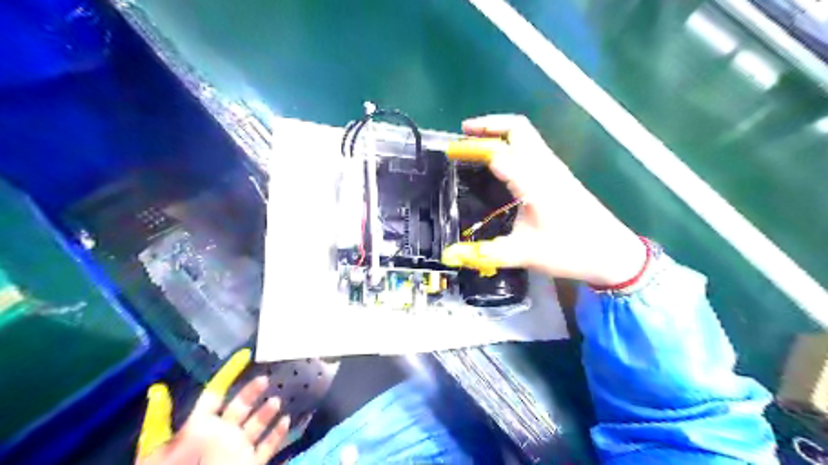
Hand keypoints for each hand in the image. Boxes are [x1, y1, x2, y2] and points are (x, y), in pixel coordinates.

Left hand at [136, 348, 290, 464]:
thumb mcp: (158, 448)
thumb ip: (160, 419)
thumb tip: (156, 389)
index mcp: (199, 428)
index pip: (215, 395)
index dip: (228, 375)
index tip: (245, 357)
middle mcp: (221, 434)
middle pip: (240, 406)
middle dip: (251, 391)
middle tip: (264, 379)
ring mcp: (238, 449)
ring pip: (257, 424)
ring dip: (267, 411)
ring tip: (275, 401)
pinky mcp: (252, 463)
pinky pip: (268, 446)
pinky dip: (278, 433)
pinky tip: (286, 420)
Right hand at [443, 114, 642, 285]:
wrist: (613, 253)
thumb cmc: (570, 251)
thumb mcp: (524, 254)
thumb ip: (484, 253)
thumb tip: (449, 255)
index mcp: (535, 182)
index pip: (499, 152)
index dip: (472, 147)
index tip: (450, 152)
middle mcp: (545, 167)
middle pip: (518, 128)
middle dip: (489, 125)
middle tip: (463, 134)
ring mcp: (555, 168)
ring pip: (527, 135)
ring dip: (500, 131)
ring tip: (475, 144)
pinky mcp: (559, 175)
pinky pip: (532, 147)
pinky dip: (512, 143)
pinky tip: (500, 163)